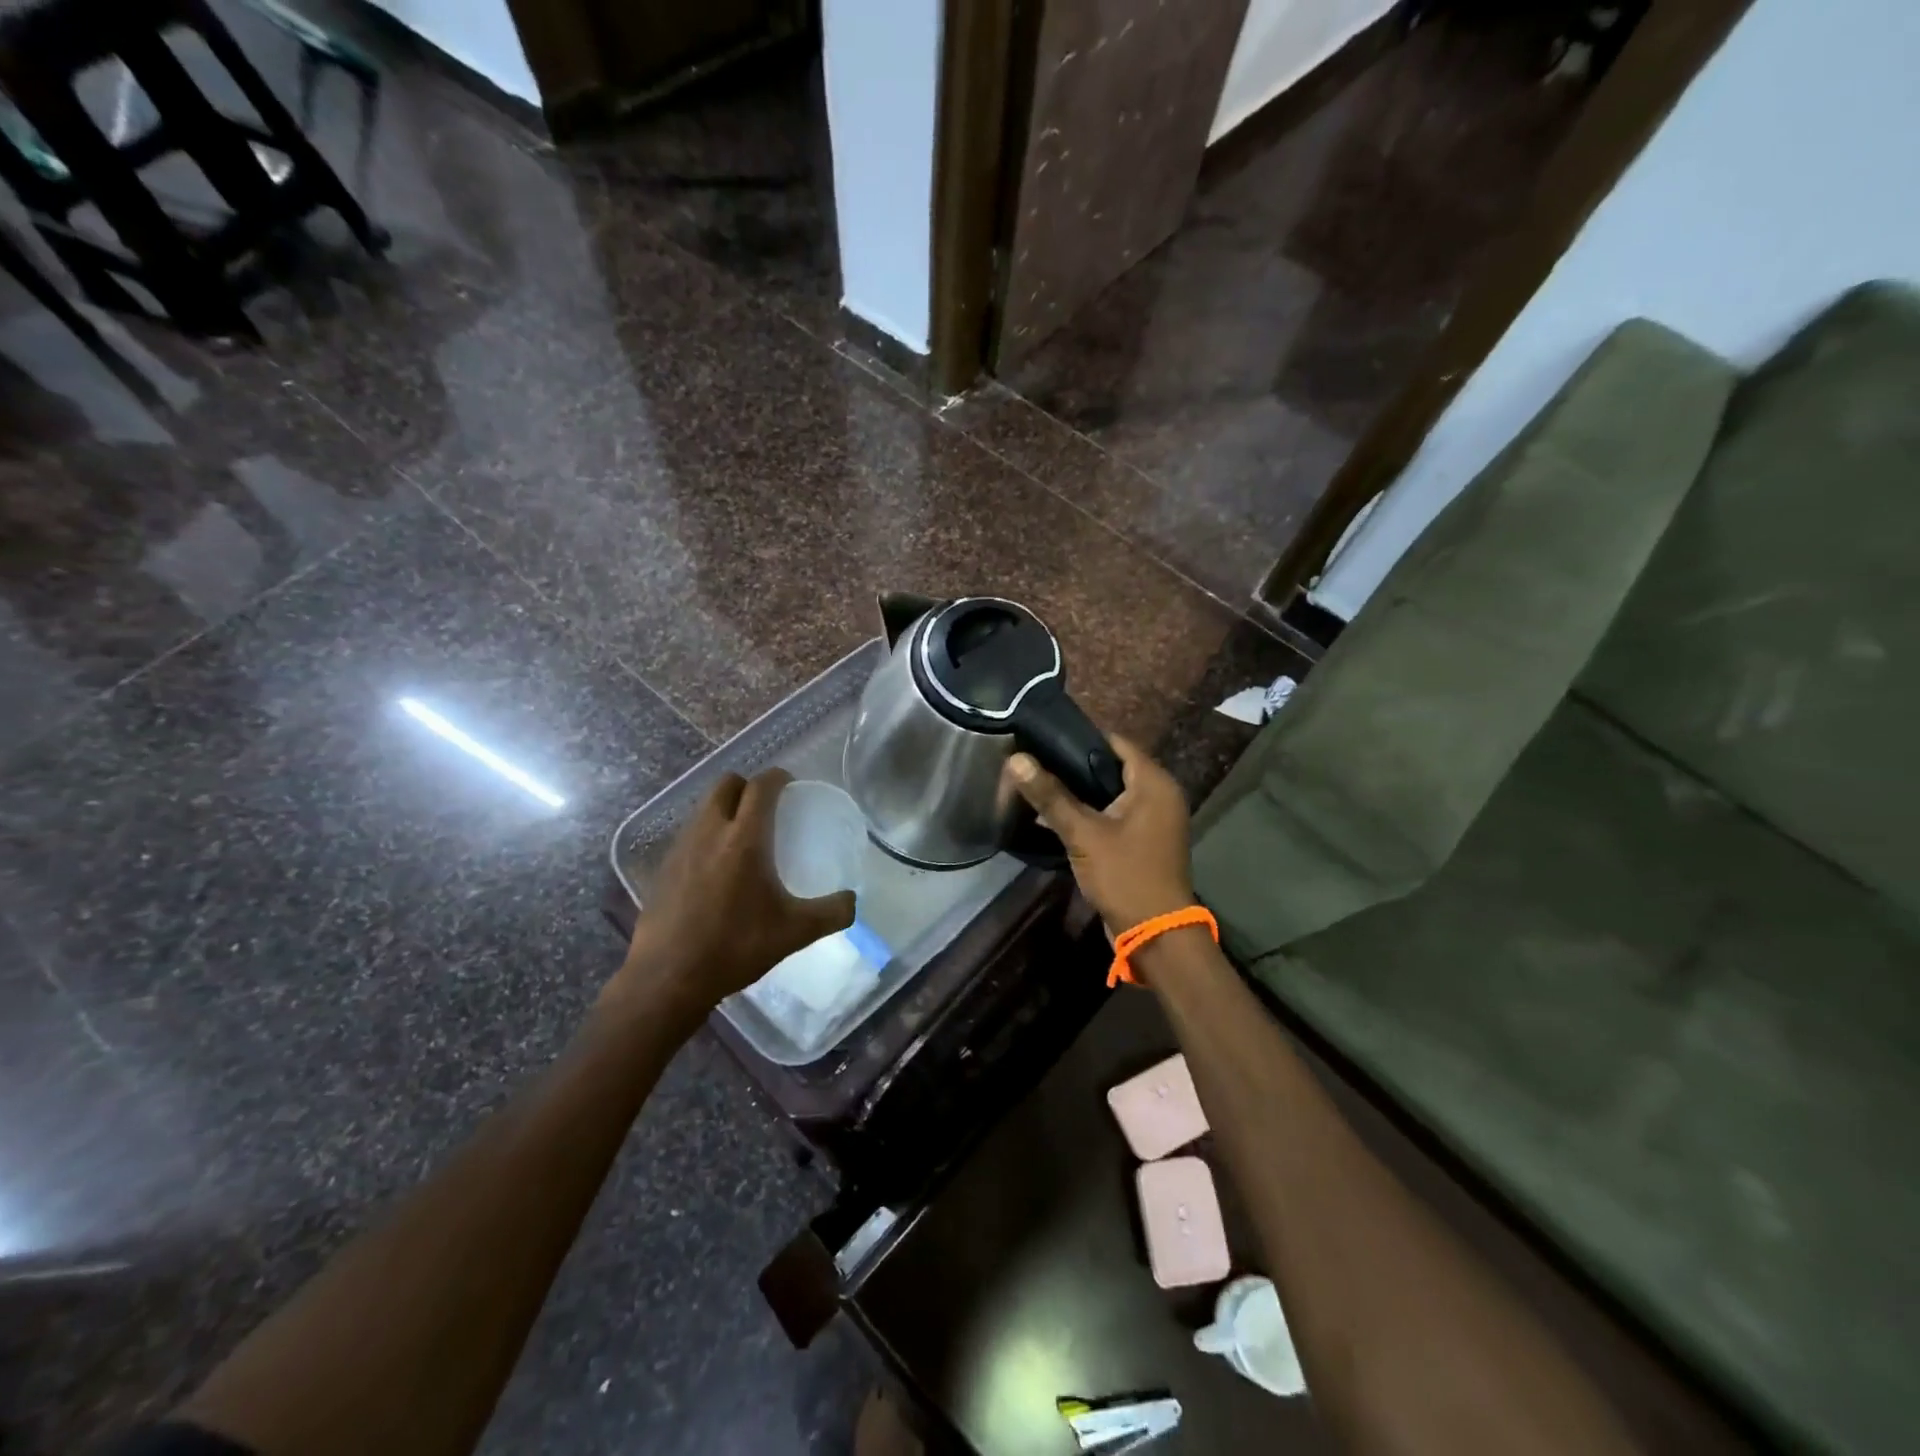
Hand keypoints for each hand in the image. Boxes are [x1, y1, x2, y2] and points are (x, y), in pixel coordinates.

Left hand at [607, 769, 855, 1031]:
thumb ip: (832, 913)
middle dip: (748, 786)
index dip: (779, 778)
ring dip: (725, 808)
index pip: (761, 786)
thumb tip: (852, 901)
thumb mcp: (795, 933)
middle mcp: (710, 831)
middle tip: (768, 807)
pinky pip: (690, 833)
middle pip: (726, 784)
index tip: (792, 786)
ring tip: (743, 836)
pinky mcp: (663, 867)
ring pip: (704, 807)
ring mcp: (681, 847)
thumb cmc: (735, 947)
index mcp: (744, 838)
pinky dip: (707, 835)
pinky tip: (717, 867)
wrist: (668, 978)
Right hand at [1005, 734, 1194, 938]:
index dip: (1079, 737)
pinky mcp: (1142, 841)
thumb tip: (1016, 759)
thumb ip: (1051, 796)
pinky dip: (1089, 813)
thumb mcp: (1084, 834)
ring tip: (1037, 785)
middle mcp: (1159, 795)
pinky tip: (1054, 816)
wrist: (1154, 934)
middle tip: (1033, 761)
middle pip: (1110, 767)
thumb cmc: (1125, 875)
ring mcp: (1152, 820)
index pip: (1115, 742)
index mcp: (1154, 783)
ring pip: (1109, 793)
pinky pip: (1113, 815)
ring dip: (1078, 792)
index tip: (1042, 737)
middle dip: (1073, 766)